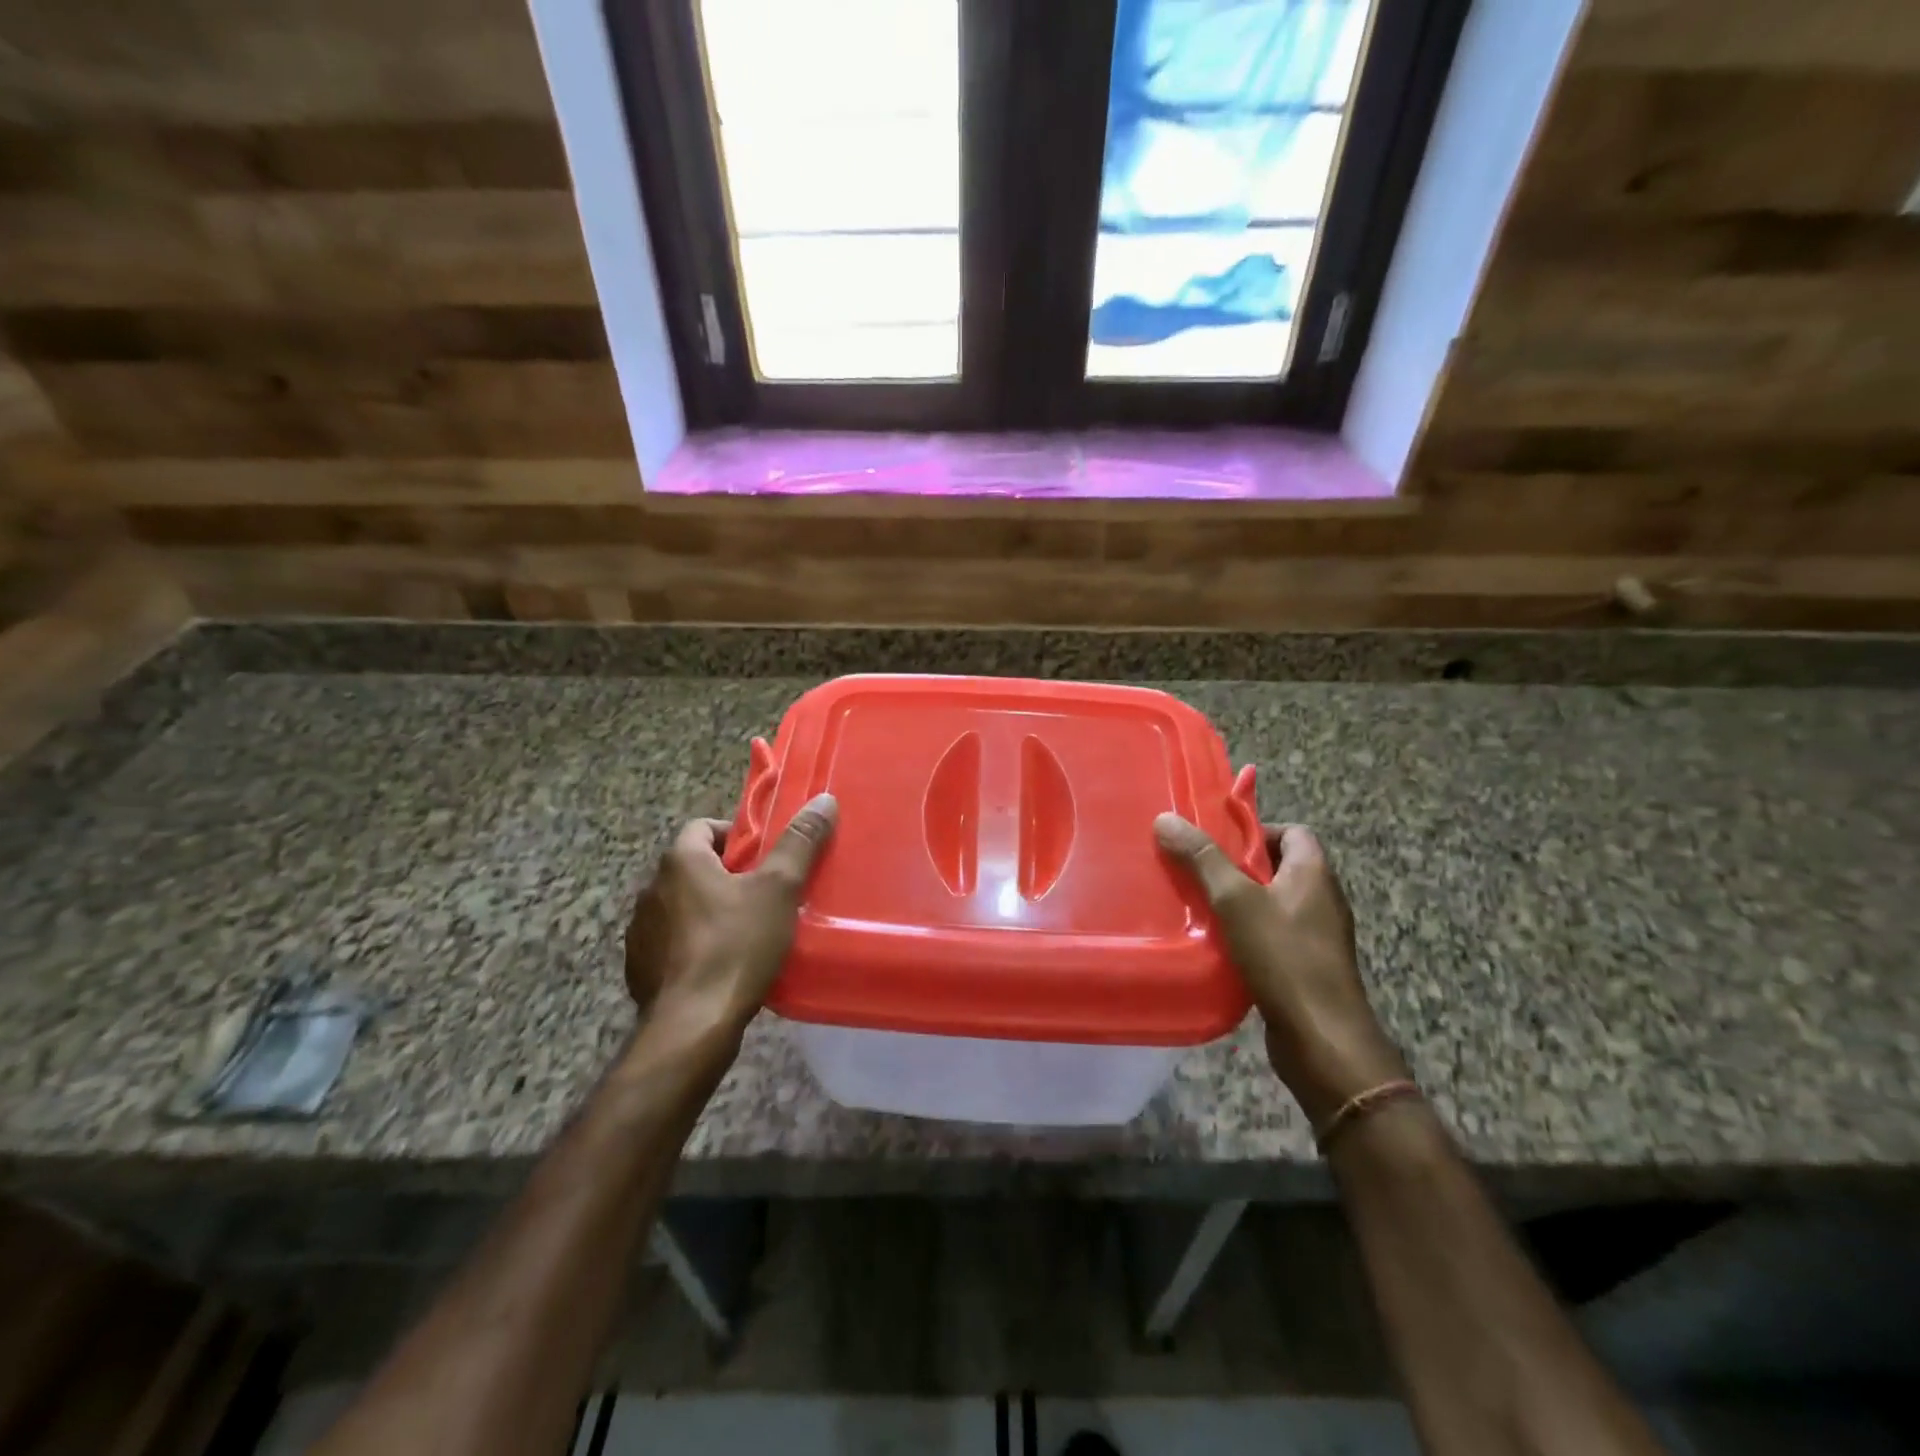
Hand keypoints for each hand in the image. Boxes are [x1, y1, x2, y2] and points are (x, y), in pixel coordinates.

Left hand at [625, 794, 837, 1041]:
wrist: (691, 1026)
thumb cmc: (736, 946)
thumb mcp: (779, 890)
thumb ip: (800, 843)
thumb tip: (824, 800)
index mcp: (680, 862)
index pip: (703, 827)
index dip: (735, 836)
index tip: (765, 856)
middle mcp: (651, 890)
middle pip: (694, 868)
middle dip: (728, 876)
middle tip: (766, 893)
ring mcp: (640, 932)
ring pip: (682, 907)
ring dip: (709, 912)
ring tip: (747, 932)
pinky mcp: (639, 969)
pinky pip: (672, 944)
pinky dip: (694, 946)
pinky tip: (722, 966)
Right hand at [1155, 814, 1405, 1125]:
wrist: (1322, 1039)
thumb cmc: (1283, 957)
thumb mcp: (1235, 900)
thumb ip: (1202, 859)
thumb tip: (1166, 819)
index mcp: (1314, 873)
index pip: (1293, 831)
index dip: (1256, 831)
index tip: (1217, 843)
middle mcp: (1322, 899)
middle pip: (1279, 867)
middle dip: (1238, 867)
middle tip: (1198, 873)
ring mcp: (1318, 936)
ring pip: (1273, 904)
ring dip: (1240, 903)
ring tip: (1200, 907)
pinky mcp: (1308, 967)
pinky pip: (1274, 936)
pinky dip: (1248, 934)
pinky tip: (1218, 946)